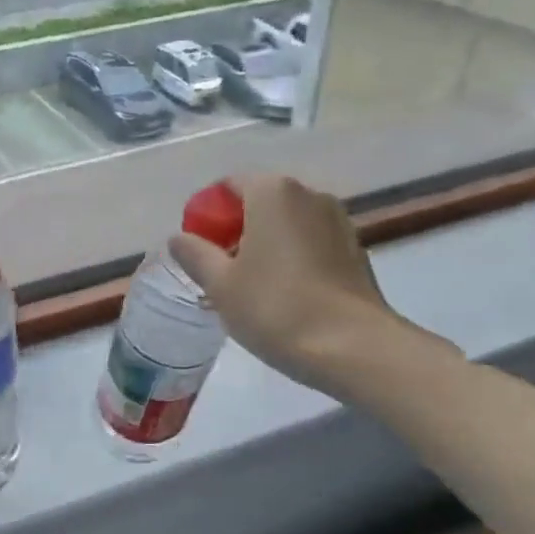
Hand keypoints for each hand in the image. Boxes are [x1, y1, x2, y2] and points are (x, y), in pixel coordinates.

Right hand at [170, 174, 451, 396]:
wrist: (353, 347)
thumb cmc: (276, 308)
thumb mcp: (220, 284)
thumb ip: (195, 254)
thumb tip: (179, 238)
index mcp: (273, 192)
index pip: (229, 185)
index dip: (207, 213)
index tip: (197, 248)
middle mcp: (309, 195)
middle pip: (259, 203)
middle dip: (235, 230)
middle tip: (218, 270)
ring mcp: (338, 221)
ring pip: (286, 224)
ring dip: (264, 245)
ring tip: (249, 287)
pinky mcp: (355, 250)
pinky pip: (310, 243)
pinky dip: (291, 258)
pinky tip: (282, 295)